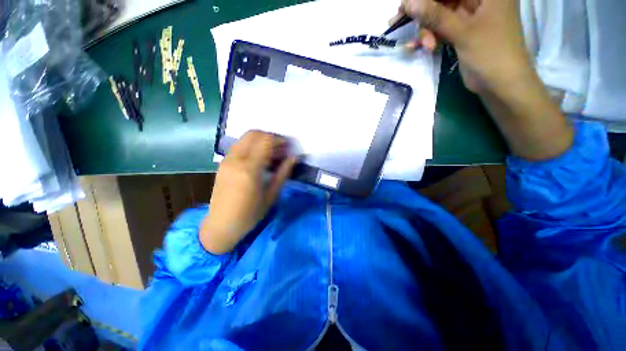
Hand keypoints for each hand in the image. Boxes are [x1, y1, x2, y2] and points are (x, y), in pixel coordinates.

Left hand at [200, 131, 295, 253]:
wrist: (221, 225)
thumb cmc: (250, 214)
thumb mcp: (271, 195)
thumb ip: (283, 173)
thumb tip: (294, 158)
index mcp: (249, 169)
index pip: (265, 141)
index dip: (279, 140)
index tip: (289, 147)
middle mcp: (235, 159)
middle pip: (254, 134)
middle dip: (270, 136)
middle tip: (281, 148)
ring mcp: (227, 160)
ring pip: (245, 138)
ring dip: (261, 141)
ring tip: (273, 153)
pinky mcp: (223, 163)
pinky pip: (239, 146)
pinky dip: (252, 146)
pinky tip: (260, 159)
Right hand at [396, 0, 531, 93]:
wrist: (500, 84)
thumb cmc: (491, 53)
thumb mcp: (462, 32)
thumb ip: (435, 16)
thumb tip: (409, 3)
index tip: (405, 5)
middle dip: (422, 10)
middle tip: (399, 20)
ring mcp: (470, 14)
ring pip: (439, 13)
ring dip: (425, 28)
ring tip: (419, 45)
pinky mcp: (462, 30)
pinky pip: (440, 27)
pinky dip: (430, 36)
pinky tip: (421, 46)